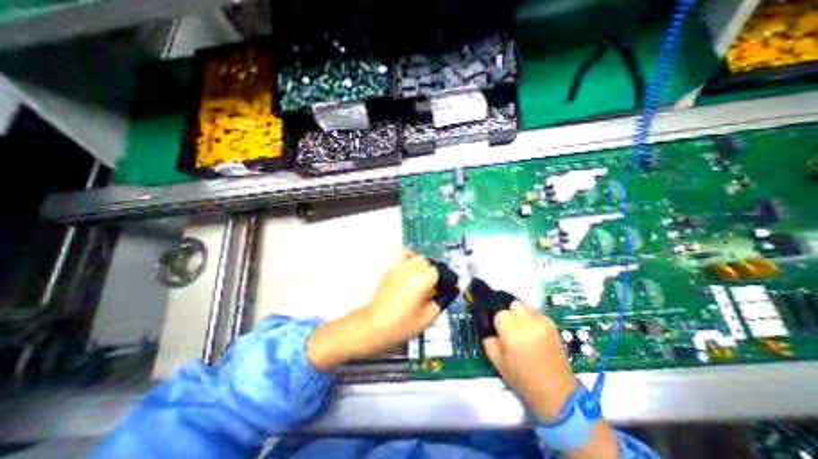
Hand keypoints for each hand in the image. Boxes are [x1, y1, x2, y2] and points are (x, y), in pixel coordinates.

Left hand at [306, 248, 440, 371]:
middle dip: (438, 273)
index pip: (442, 271)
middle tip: (438, 287)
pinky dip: (412, 257)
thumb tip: (454, 289)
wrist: (375, 324)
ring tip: (426, 278)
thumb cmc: (403, 324)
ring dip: (426, 266)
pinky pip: (404, 254)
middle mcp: (412, 267)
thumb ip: (444, 298)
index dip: (449, 279)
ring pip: (419, 258)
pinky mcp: (391, 267)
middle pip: (431, 263)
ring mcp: (400, 265)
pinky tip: (412, 268)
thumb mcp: (429, 315)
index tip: (451, 288)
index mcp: (423, 279)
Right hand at [481, 300, 576, 420]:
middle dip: (509, 313)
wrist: (556, 392)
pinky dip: (531, 318)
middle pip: (513, 304)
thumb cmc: (523, 378)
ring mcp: (542, 322)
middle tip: (509, 328)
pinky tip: (532, 332)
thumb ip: (489, 340)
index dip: (498, 321)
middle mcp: (528, 322)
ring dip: (520, 314)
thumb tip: (490, 329)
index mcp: (512, 332)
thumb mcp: (497, 361)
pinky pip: (536, 313)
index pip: (499, 312)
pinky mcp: (552, 325)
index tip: (499, 330)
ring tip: (522, 329)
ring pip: (524, 306)